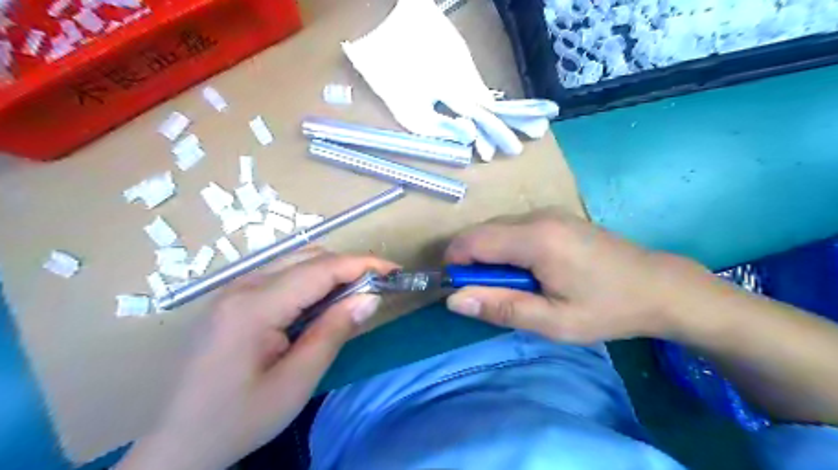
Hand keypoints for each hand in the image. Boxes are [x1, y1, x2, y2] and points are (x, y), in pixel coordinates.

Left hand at [115, 251, 399, 469]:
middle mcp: (241, 286)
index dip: (363, 265)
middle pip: (308, 257)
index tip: (395, 271)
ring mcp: (233, 289)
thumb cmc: (238, 419)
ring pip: (295, 261)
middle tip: (378, 288)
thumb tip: (371, 298)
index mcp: (254, 306)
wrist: (176, 444)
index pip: (321, 269)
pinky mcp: (232, 298)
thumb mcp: (296, 382)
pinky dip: (310, 280)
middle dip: (349, 266)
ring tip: (354, 295)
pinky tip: (320, 303)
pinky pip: (280, 275)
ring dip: (331, 272)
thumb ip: (334, 332)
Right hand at [445, 208, 706, 341]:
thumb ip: (501, 308)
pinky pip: (513, 227)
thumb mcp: (553, 321)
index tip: (457, 289)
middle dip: (472, 261)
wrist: (659, 286)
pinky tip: (526, 270)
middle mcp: (537, 216)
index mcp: (536, 239)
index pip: (473, 240)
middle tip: (488, 295)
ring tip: (511, 286)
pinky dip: (505, 248)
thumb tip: (454, 300)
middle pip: (482, 231)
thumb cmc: (607, 308)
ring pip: (496, 228)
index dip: (456, 262)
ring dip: (489, 255)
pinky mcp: (555, 216)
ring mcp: (548, 212)